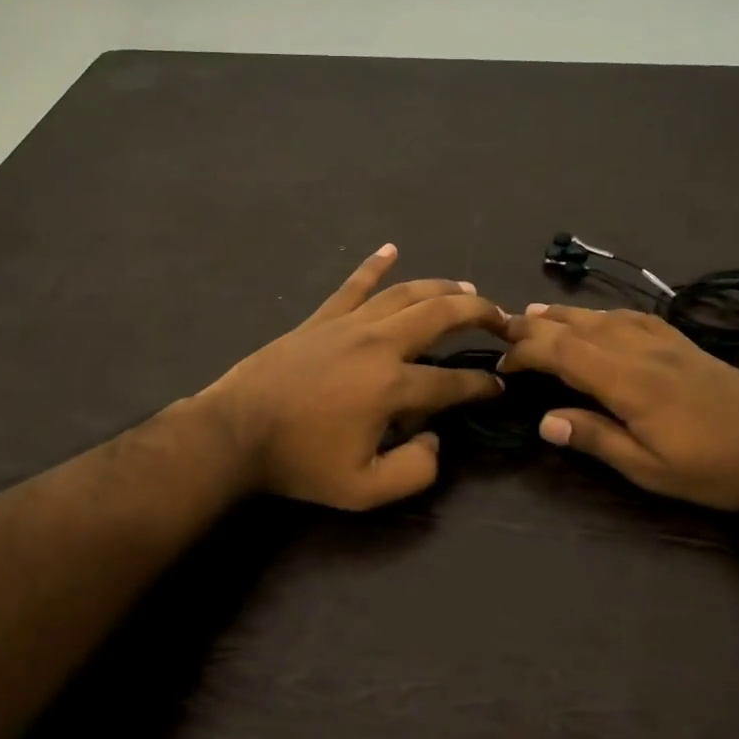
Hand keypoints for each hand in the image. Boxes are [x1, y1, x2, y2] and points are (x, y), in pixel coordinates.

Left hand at [203, 245, 507, 509]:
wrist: (236, 433)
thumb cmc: (300, 463)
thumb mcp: (364, 490)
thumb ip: (415, 471)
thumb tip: (437, 440)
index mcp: (393, 386)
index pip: (454, 381)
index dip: (483, 385)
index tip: (500, 387)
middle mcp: (379, 344)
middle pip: (441, 314)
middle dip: (479, 312)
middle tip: (502, 319)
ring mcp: (349, 324)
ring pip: (406, 293)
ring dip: (442, 287)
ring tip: (467, 287)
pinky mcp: (321, 318)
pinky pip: (354, 285)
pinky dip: (374, 265)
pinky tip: (391, 249)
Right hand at [498, 304, 738, 513]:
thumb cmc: (717, 468)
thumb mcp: (651, 469)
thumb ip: (596, 439)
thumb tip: (544, 421)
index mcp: (628, 380)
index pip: (562, 352)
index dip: (526, 353)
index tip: (502, 364)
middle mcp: (641, 350)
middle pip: (577, 327)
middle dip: (536, 326)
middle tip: (502, 329)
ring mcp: (665, 341)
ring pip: (603, 317)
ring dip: (564, 315)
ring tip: (534, 313)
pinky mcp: (684, 343)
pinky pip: (633, 316)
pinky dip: (603, 314)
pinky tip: (599, 318)